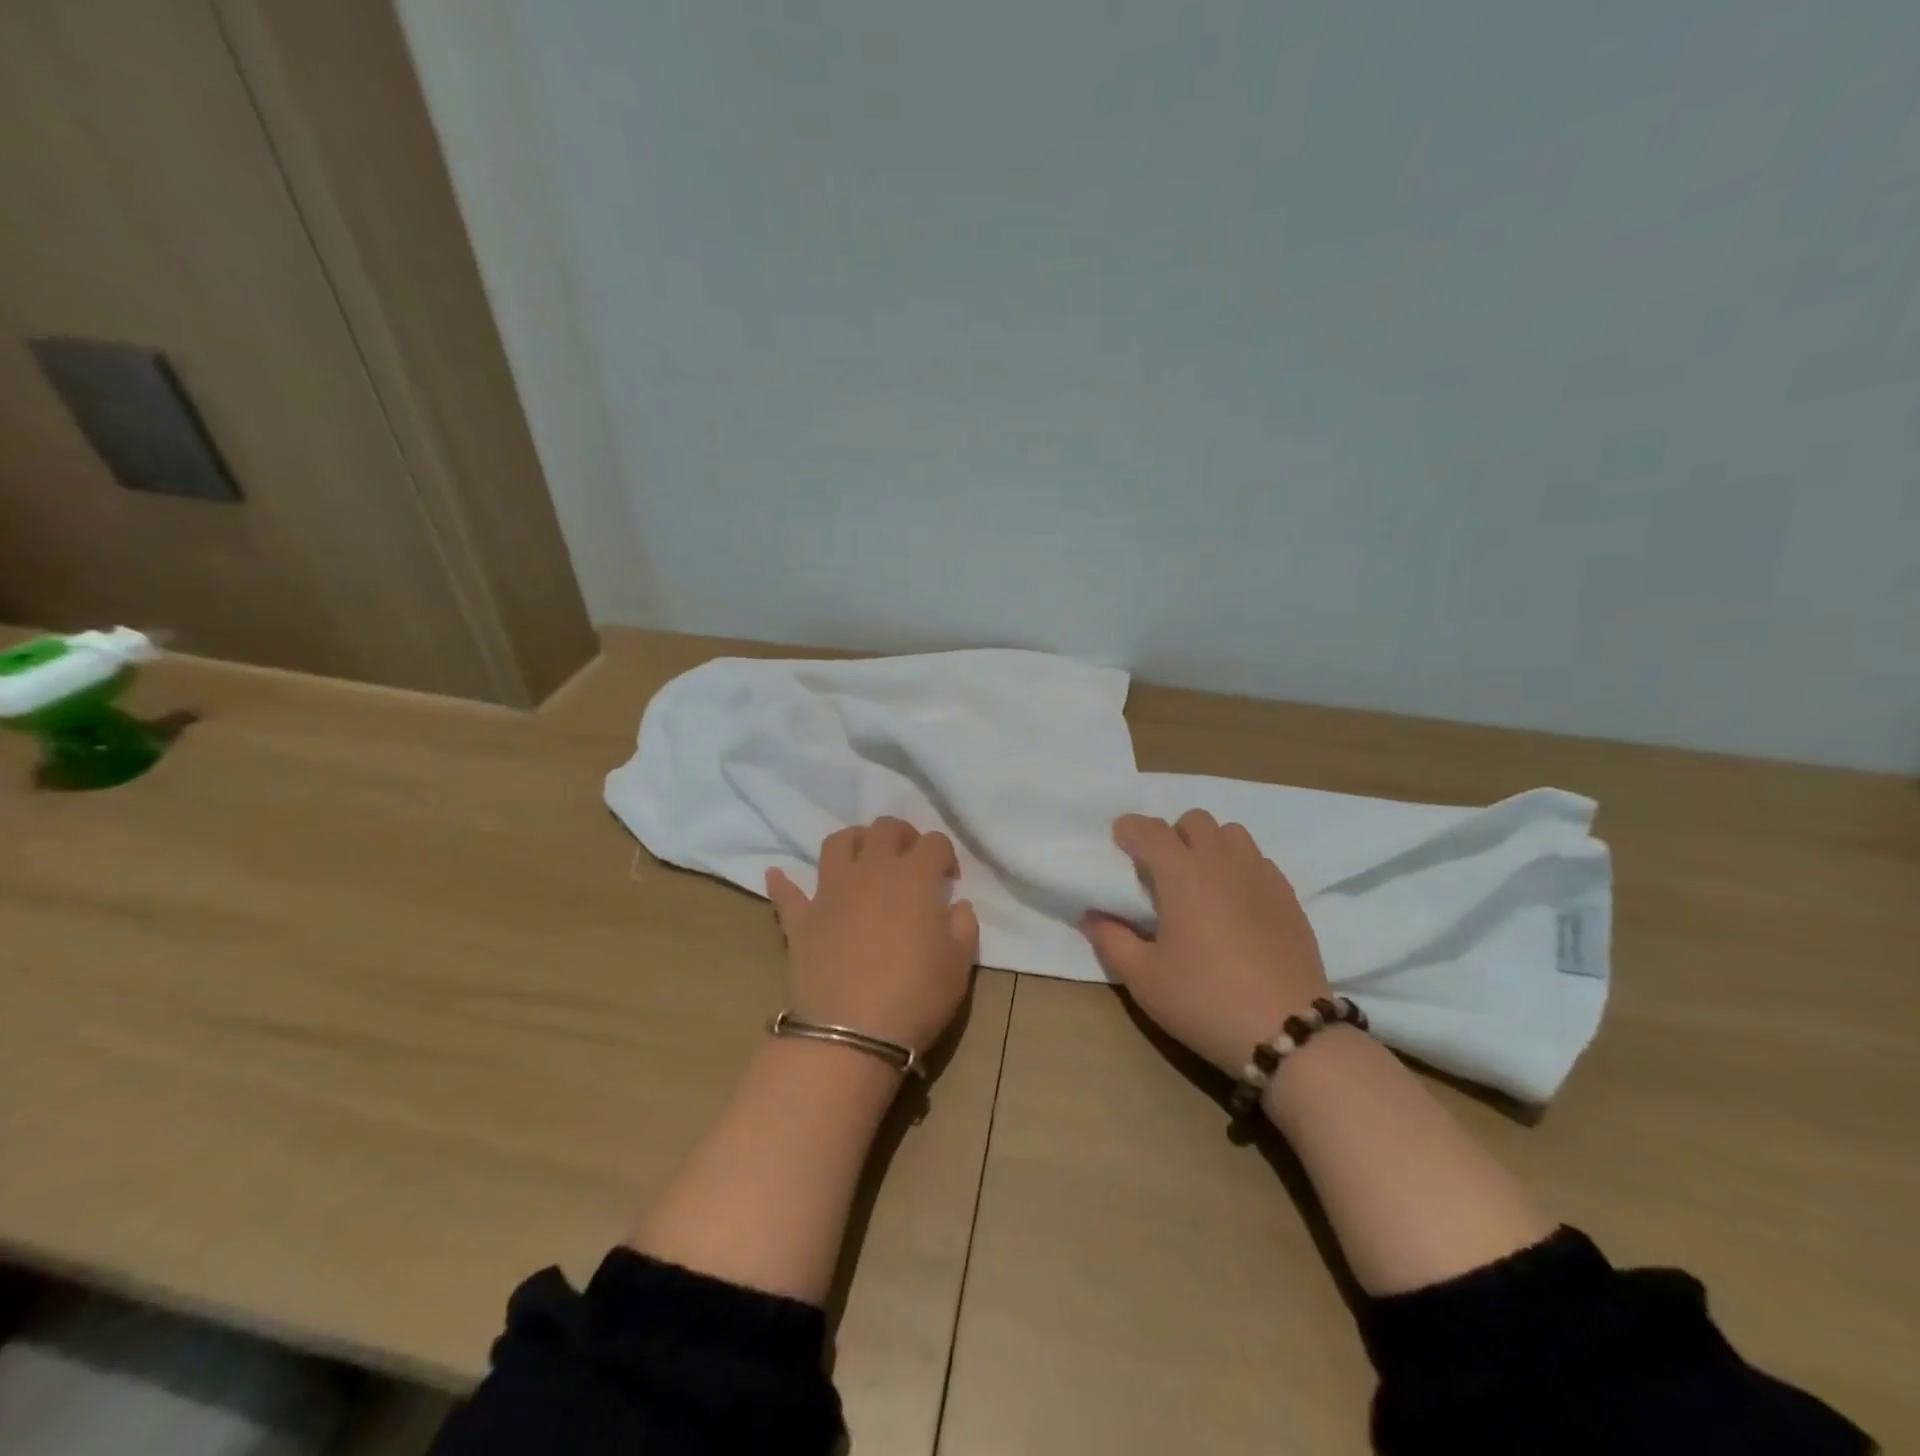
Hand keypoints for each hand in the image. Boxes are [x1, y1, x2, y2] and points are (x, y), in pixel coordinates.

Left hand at [767, 817, 979, 1054]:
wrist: (852, 1033)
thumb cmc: (916, 995)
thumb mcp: (959, 964)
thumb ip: (963, 925)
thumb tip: (957, 905)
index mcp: (913, 877)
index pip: (934, 842)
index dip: (946, 854)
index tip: (950, 880)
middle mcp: (870, 871)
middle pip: (885, 829)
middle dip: (902, 835)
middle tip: (910, 860)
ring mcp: (830, 891)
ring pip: (838, 843)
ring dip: (854, 841)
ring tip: (863, 857)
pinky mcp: (801, 919)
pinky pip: (786, 893)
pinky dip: (783, 882)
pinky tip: (776, 874)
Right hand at [1082, 810, 1331, 1075]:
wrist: (1288, 1032)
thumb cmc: (1204, 1000)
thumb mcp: (1143, 978)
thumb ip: (1111, 940)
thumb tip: (1091, 915)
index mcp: (1182, 874)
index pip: (1150, 830)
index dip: (1130, 829)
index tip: (1118, 841)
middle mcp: (1222, 862)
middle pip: (1194, 821)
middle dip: (1172, 834)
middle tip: (1160, 870)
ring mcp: (1261, 876)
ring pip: (1231, 834)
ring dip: (1209, 845)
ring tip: (1200, 881)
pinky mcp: (1288, 897)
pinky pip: (1259, 861)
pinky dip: (1239, 867)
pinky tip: (1234, 903)